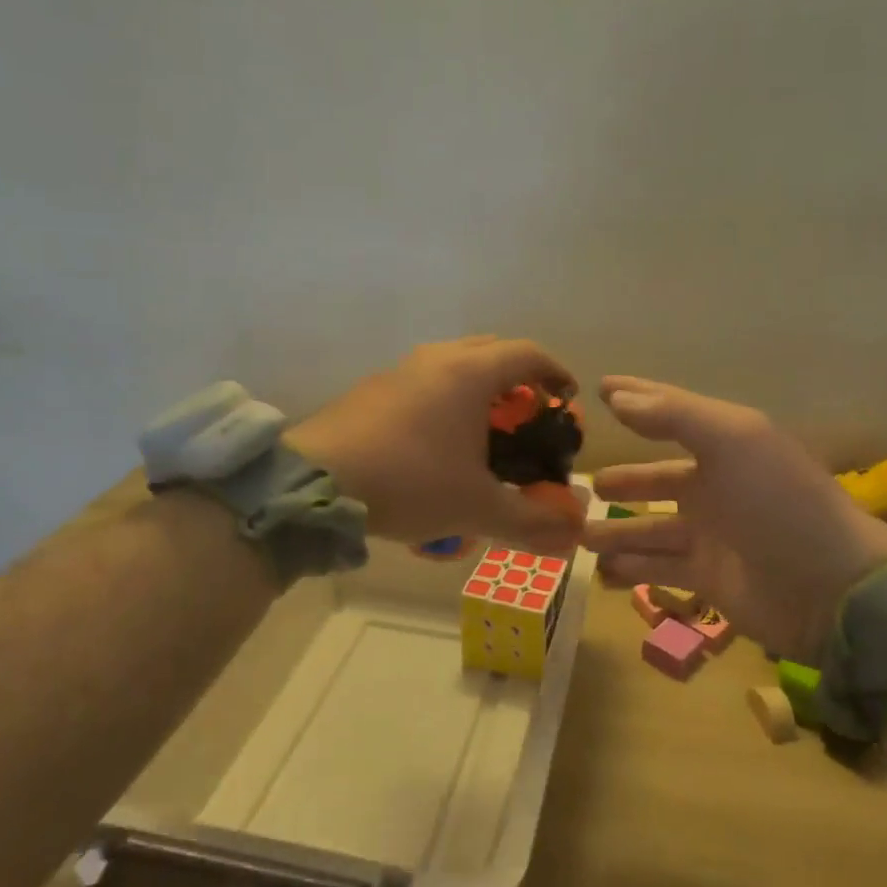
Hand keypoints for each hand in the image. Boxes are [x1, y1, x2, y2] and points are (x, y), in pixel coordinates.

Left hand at [286, 336, 584, 552]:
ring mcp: (399, 370)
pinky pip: (422, 381)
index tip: (567, 399)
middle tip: (527, 415)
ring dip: (478, 387)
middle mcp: (436, 359)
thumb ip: (530, 521)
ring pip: (453, 363)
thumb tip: (572, 536)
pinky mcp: (371, 389)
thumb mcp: (477, 507)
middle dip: (517, 378)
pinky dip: (443, 399)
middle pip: (491, 350)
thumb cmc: (410, 482)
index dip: (556, 373)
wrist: (315, 483)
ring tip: (484, 430)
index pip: (528, 354)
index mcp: (470, 373)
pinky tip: (436, 442)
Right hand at [581, 376, 886, 660]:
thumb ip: (673, 415)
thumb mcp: (732, 441)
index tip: (598, 389)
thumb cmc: (778, 503)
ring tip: (577, 536)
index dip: (637, 400)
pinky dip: (630, 570)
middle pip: (656, 480)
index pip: (671, 414)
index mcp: (724, 446)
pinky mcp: (708, 579)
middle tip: (583, 486)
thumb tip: (615, 396)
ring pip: (649, 529)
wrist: (832, 587)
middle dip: (622, 482)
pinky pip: (658, 569)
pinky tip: (601, 573)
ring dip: (615, 532)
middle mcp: (715, 487)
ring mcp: (710, 536)